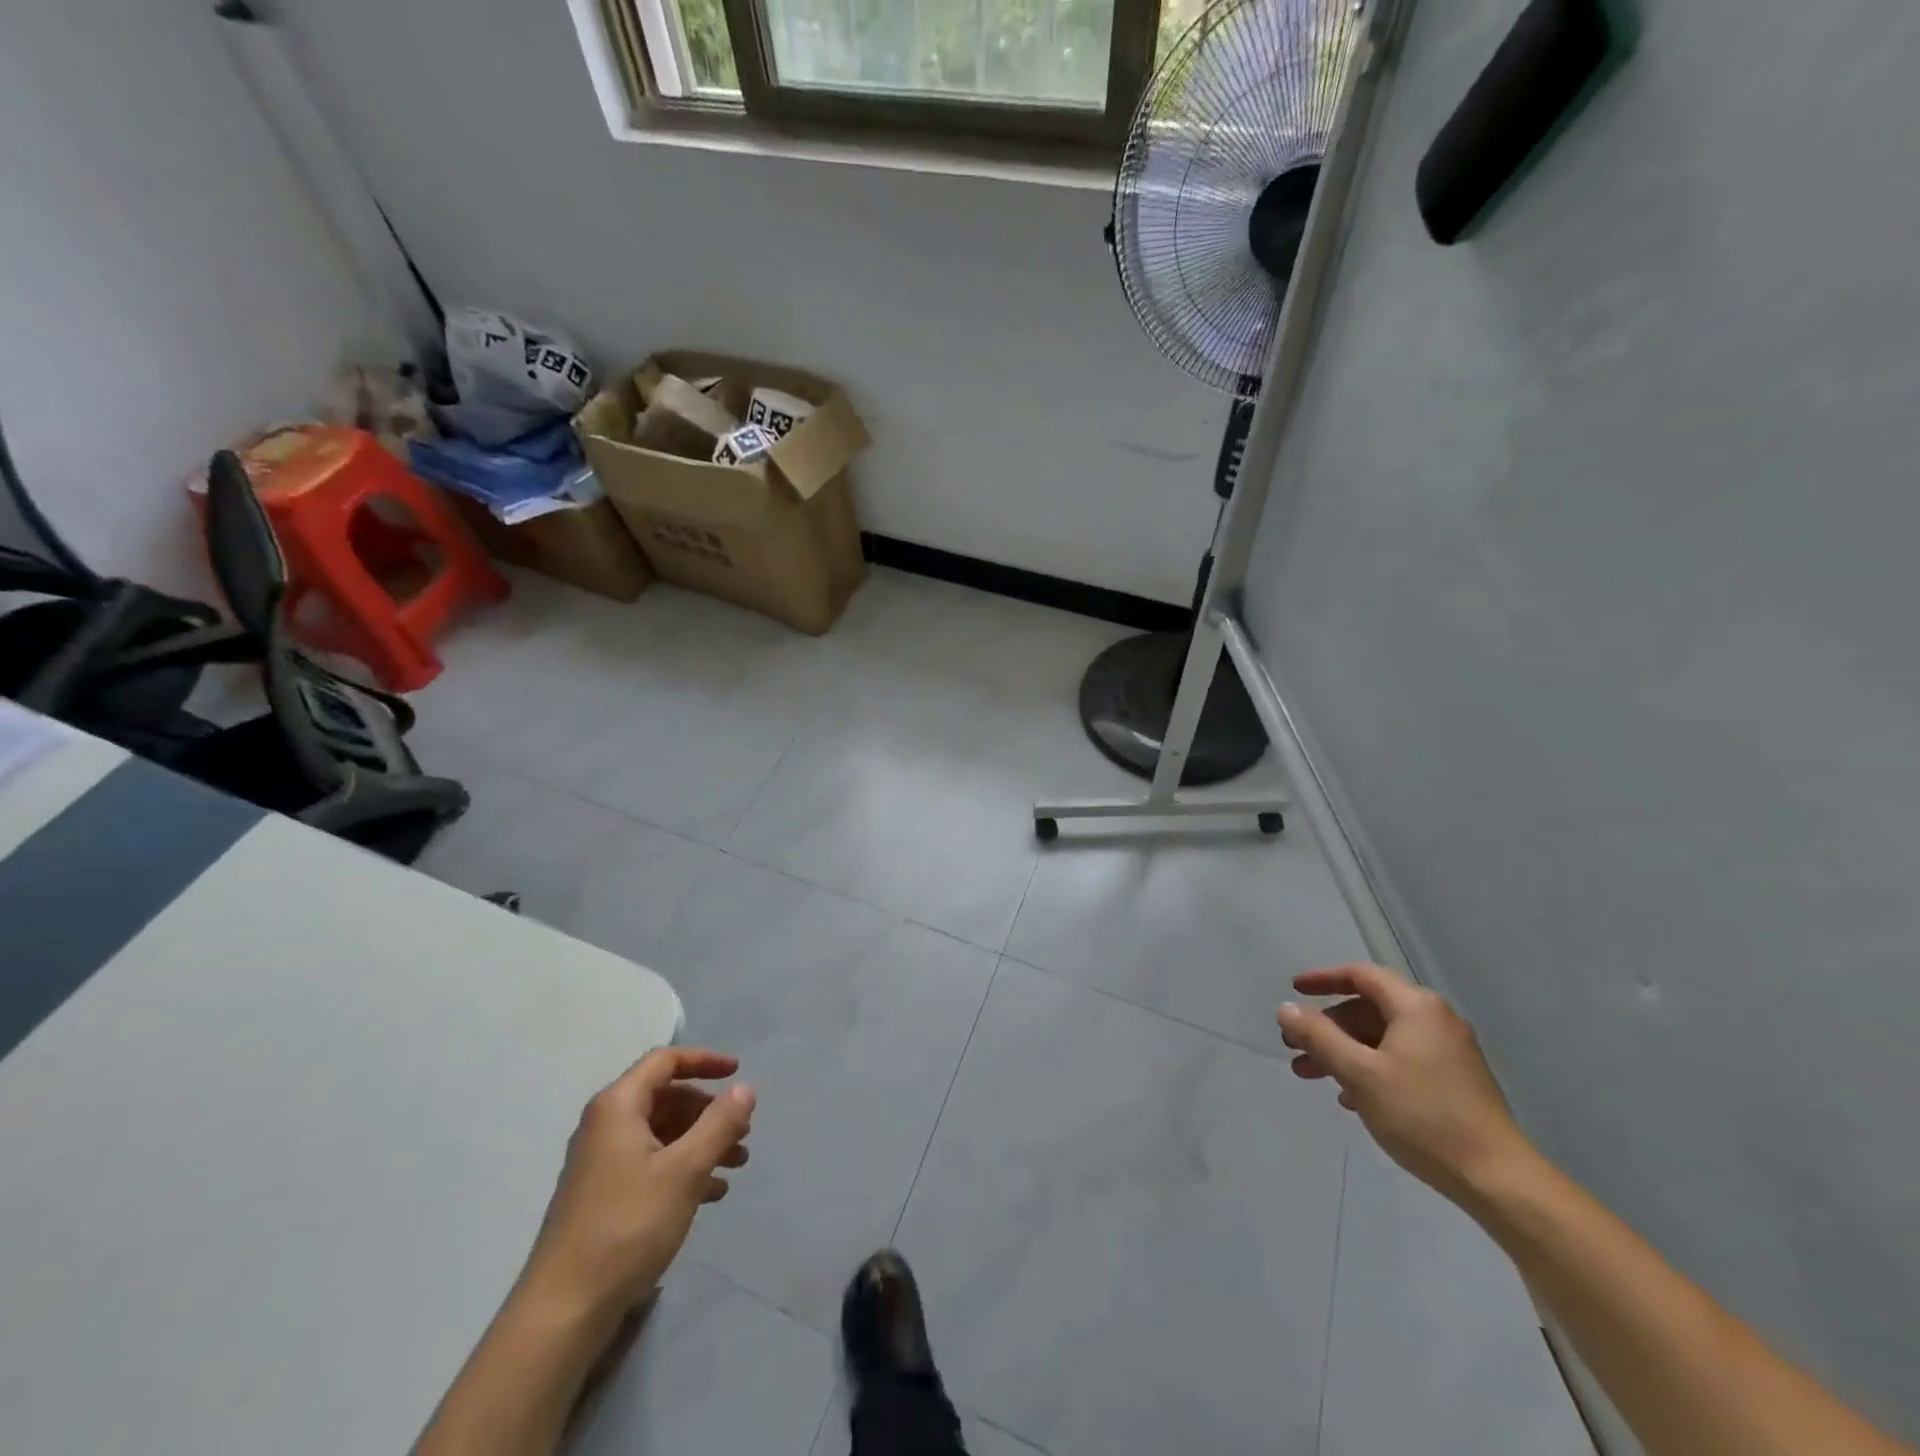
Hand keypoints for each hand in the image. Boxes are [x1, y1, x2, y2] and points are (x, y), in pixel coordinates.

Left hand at [517, 1048, 755, 1329]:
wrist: (563, 1312)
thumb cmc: (627, 1226)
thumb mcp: (685, 1170)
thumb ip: (720, 1124)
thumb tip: (745, 1088)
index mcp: (618, 1107)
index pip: (665, 1061)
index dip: (705, 1061)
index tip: (738, 1074)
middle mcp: (606, 1126)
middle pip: (666, 1098)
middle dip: (709, 1111)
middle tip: (743, 1132)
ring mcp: (602, 1163)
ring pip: (662, 1134)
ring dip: (702, 1142)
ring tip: (737, 1164)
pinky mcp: (603, 1197)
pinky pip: (652, 1164)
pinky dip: (684, 1168)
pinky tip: (712, 1194)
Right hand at [1277, 963, 1531, 1203]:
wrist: (1499, 1180)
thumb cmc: (1423, 1116)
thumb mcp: (1359, 1073)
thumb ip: (1318, 1036)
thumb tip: (1286, 1009)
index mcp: (1416, 1007)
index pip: (1361, 976)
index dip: (1323, 979)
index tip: (1293, 990)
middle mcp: (1435, 1021)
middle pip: (1368, 1008)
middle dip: (1326, 1026)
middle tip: (1294, 1046)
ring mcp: (1448, 1052)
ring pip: (1381, 1038)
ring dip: (1342, 1051)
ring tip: (1310, 1075)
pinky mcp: (1454, 1082)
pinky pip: (1399, 1060)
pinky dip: (1368, 1068)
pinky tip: (1350, 1098)